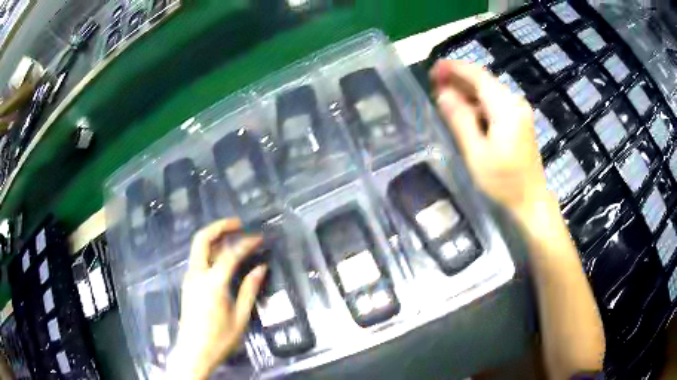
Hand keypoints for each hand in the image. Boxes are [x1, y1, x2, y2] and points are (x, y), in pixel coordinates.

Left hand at [168, 219, 266, 379]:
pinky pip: (198, 258)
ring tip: (233, 235)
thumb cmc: (220, 339)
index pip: (230, 254)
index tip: (259, 238)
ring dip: (214, 237)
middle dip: (219, 226)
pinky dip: (210, 249)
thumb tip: (261, 268)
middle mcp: (197, 275)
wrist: (194, 352)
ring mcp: (189, 278)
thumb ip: (249, 290)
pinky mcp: (188, 284)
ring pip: (198, 247)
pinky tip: (222, 255)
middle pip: (202, 239)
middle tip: (238, 224)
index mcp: (212, 284)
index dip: (246, 243)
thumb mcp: (240, 317)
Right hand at [430, 60, 553, 219]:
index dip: (455, 69)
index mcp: (507, 109)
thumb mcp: (476, 153)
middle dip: (458, 78)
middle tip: (433, 82)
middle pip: (484, 81)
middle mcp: (515, 103)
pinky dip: (477, 102)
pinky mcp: (519, 120)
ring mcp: (519, 111)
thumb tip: (443, 94)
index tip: (434, 68)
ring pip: (488, 91)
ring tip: (443, 94)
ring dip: (466, 90)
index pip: (478, 77)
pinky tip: (464, 110)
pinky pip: (494, 103)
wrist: (531, 201)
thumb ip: (460, 120)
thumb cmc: (503, 182)